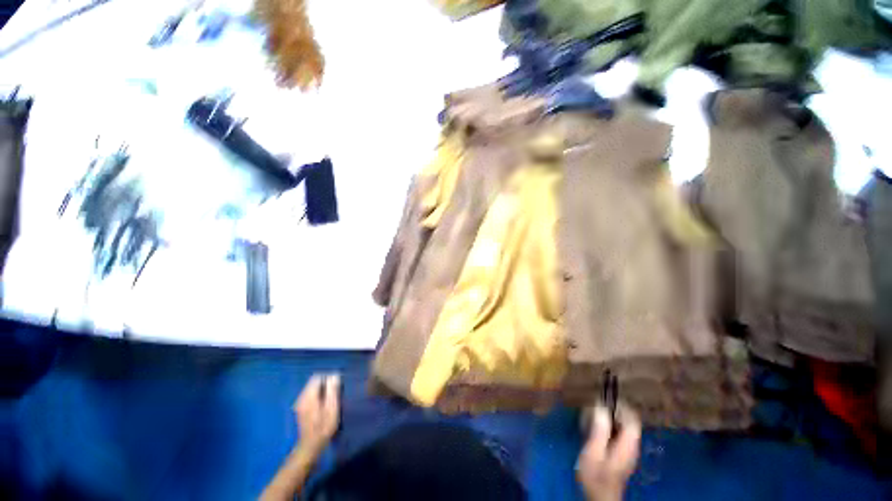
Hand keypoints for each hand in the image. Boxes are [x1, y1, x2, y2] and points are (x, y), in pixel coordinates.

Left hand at [294, 373, 340, 455]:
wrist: (310, 446)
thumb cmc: (324, 427)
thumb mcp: (332, 408)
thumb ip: (332, 390)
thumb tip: (334, 375)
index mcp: (309, 395)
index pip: (318, 377)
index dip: (329, 378)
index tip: (337, 386)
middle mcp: (301, 397)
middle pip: (314, 382)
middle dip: (325, 384)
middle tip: (335, 393)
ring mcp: (299, 403)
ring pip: (311, 388)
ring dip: (322, 390)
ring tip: (330, 399)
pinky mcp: (301, 408)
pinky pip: (310, 395)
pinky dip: (317, 395)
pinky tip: (323, 404)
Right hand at [577, 404, 640, 500]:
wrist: (600, 496)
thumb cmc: (596, 476)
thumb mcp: (593, 453)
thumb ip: (599, 431)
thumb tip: (600, 407)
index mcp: (628, 444)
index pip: (633, 419)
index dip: (621, 406)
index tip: (604, 398)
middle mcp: (632, 445)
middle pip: (629, 421)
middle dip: (613, 409)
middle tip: (595, 404)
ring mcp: (627, 449)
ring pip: (623, 426)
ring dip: (610, 416)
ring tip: (593, 412)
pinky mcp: (621, 452)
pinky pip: (618, 432)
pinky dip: (609, 424)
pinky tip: (595, 425)